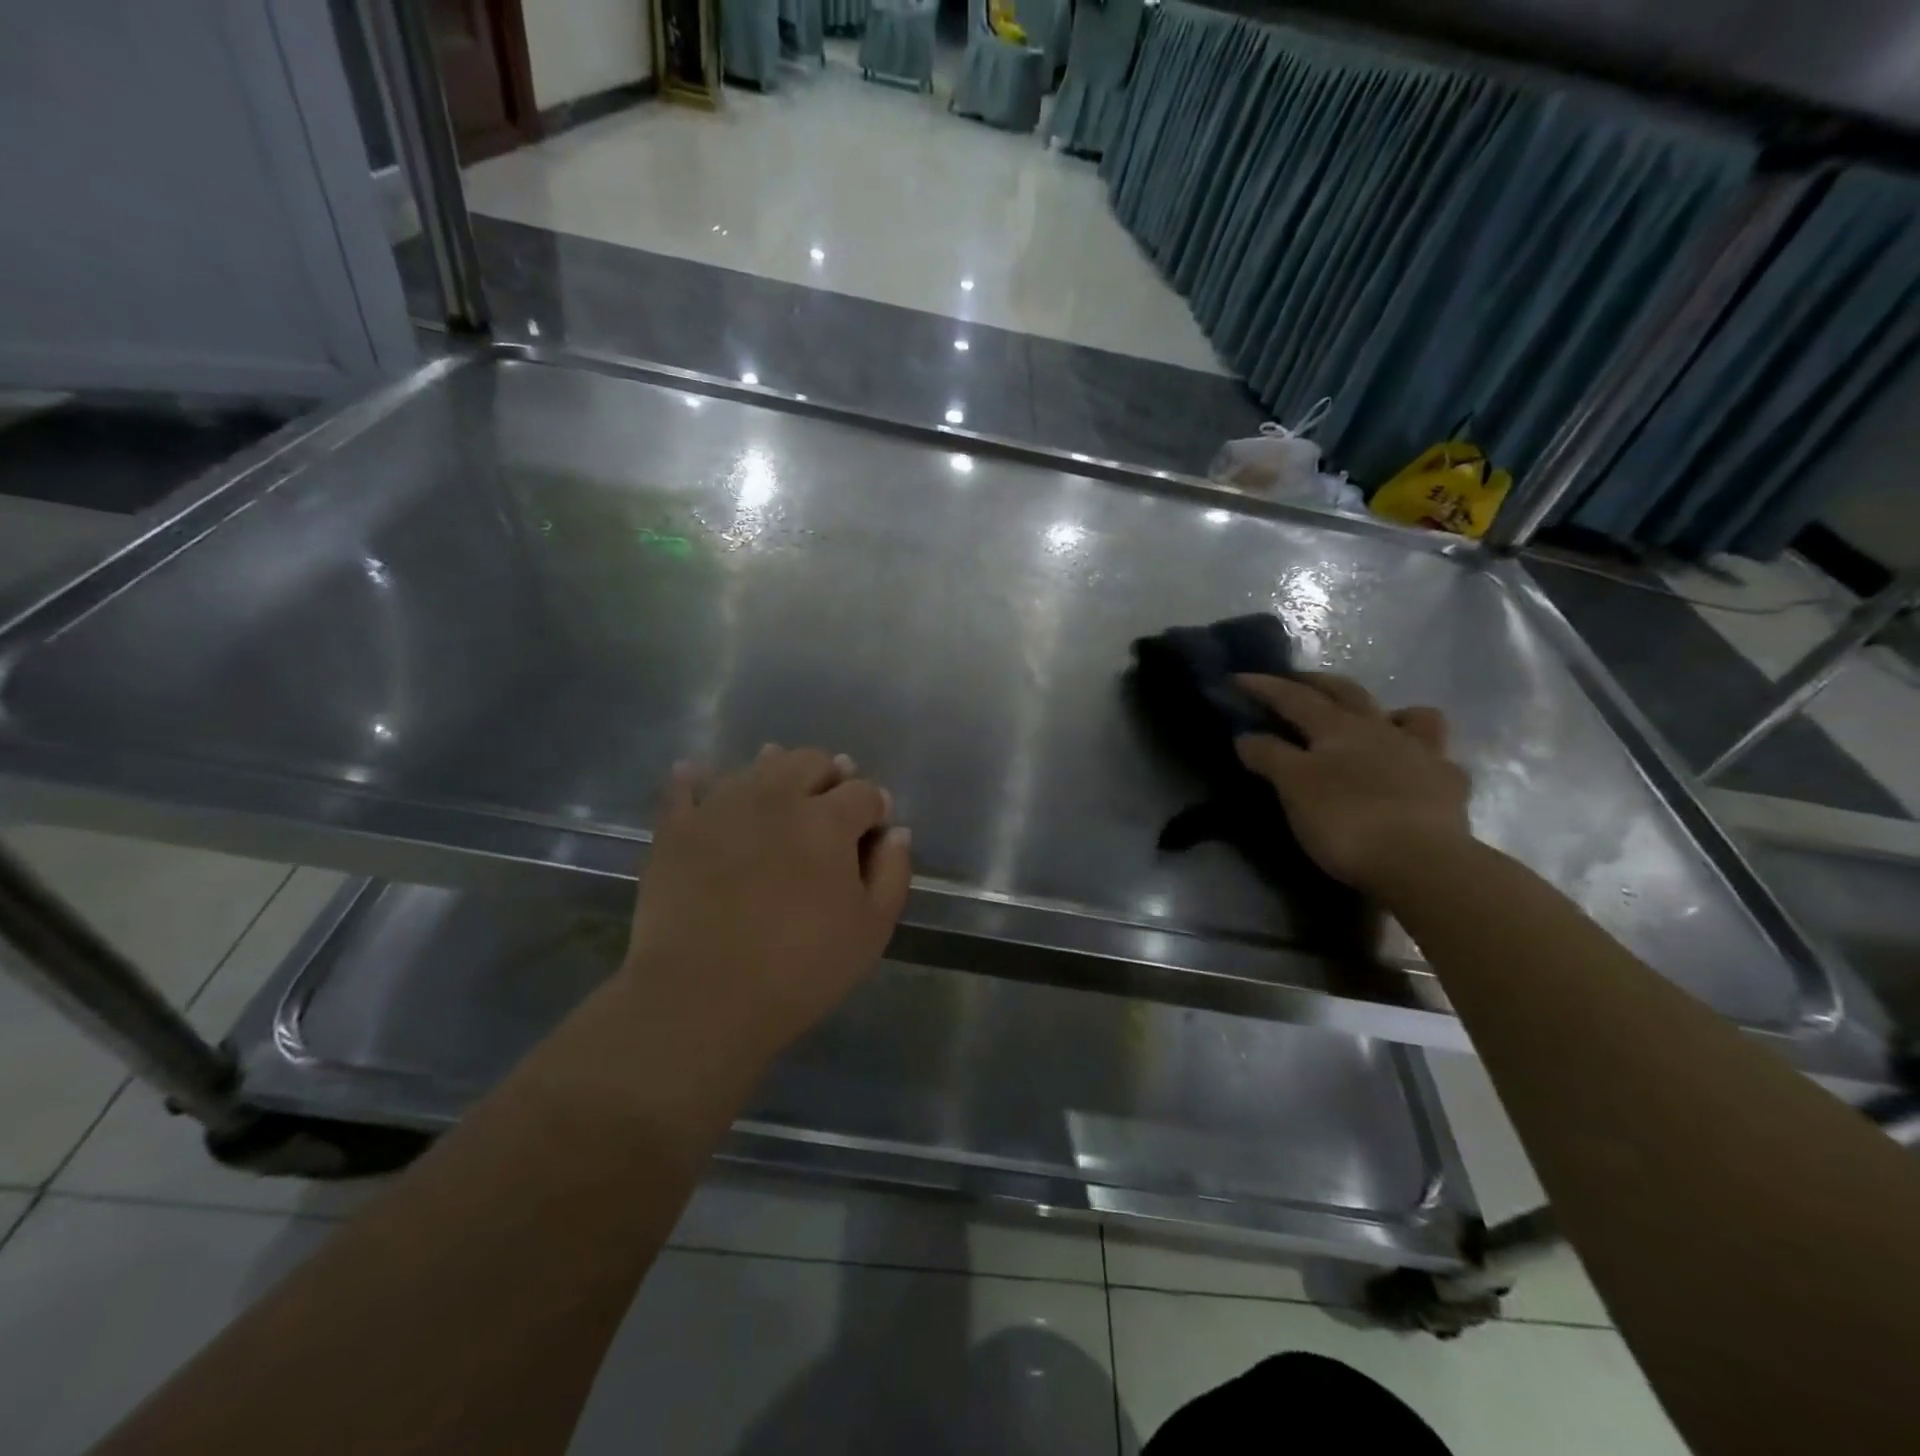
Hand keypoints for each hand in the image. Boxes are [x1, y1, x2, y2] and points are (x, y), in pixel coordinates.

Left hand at [621, 746, 911, 1068]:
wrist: (702, 998)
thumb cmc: (800, 969)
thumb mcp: (871, 930)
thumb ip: (893, 872)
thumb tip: (896, 831)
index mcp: (828, 820)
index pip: (864, 792)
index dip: (875, 807)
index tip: (873, 831)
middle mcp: (777, 797)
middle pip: (812, 761)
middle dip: (831, 778)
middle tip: (830, 810)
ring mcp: (722, 806)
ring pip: (757, 765)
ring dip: (777, 771)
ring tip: (780, 795)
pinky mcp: (676, 827)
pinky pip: (685, 785)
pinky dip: (697, 779)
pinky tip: (701, 780)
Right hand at [1234, 673, 1470, 894]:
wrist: (1420, 862)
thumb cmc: (1345, 819)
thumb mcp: (1293, 787)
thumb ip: (1269, 756)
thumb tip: (1246, 736)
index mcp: (1338, 727)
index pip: (1294, 698)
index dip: (1264, 686)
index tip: (1237, 678)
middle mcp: (1381, 729)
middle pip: (1347, 693)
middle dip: (1318, 683)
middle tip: (1297, 682)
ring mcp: (1422, 754)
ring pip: (1411, 716)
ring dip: (1388, 712)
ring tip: (1374, 722)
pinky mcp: (1449, 786)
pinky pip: (1437, 760)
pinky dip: (1422, 758)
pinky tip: (1413, 772)